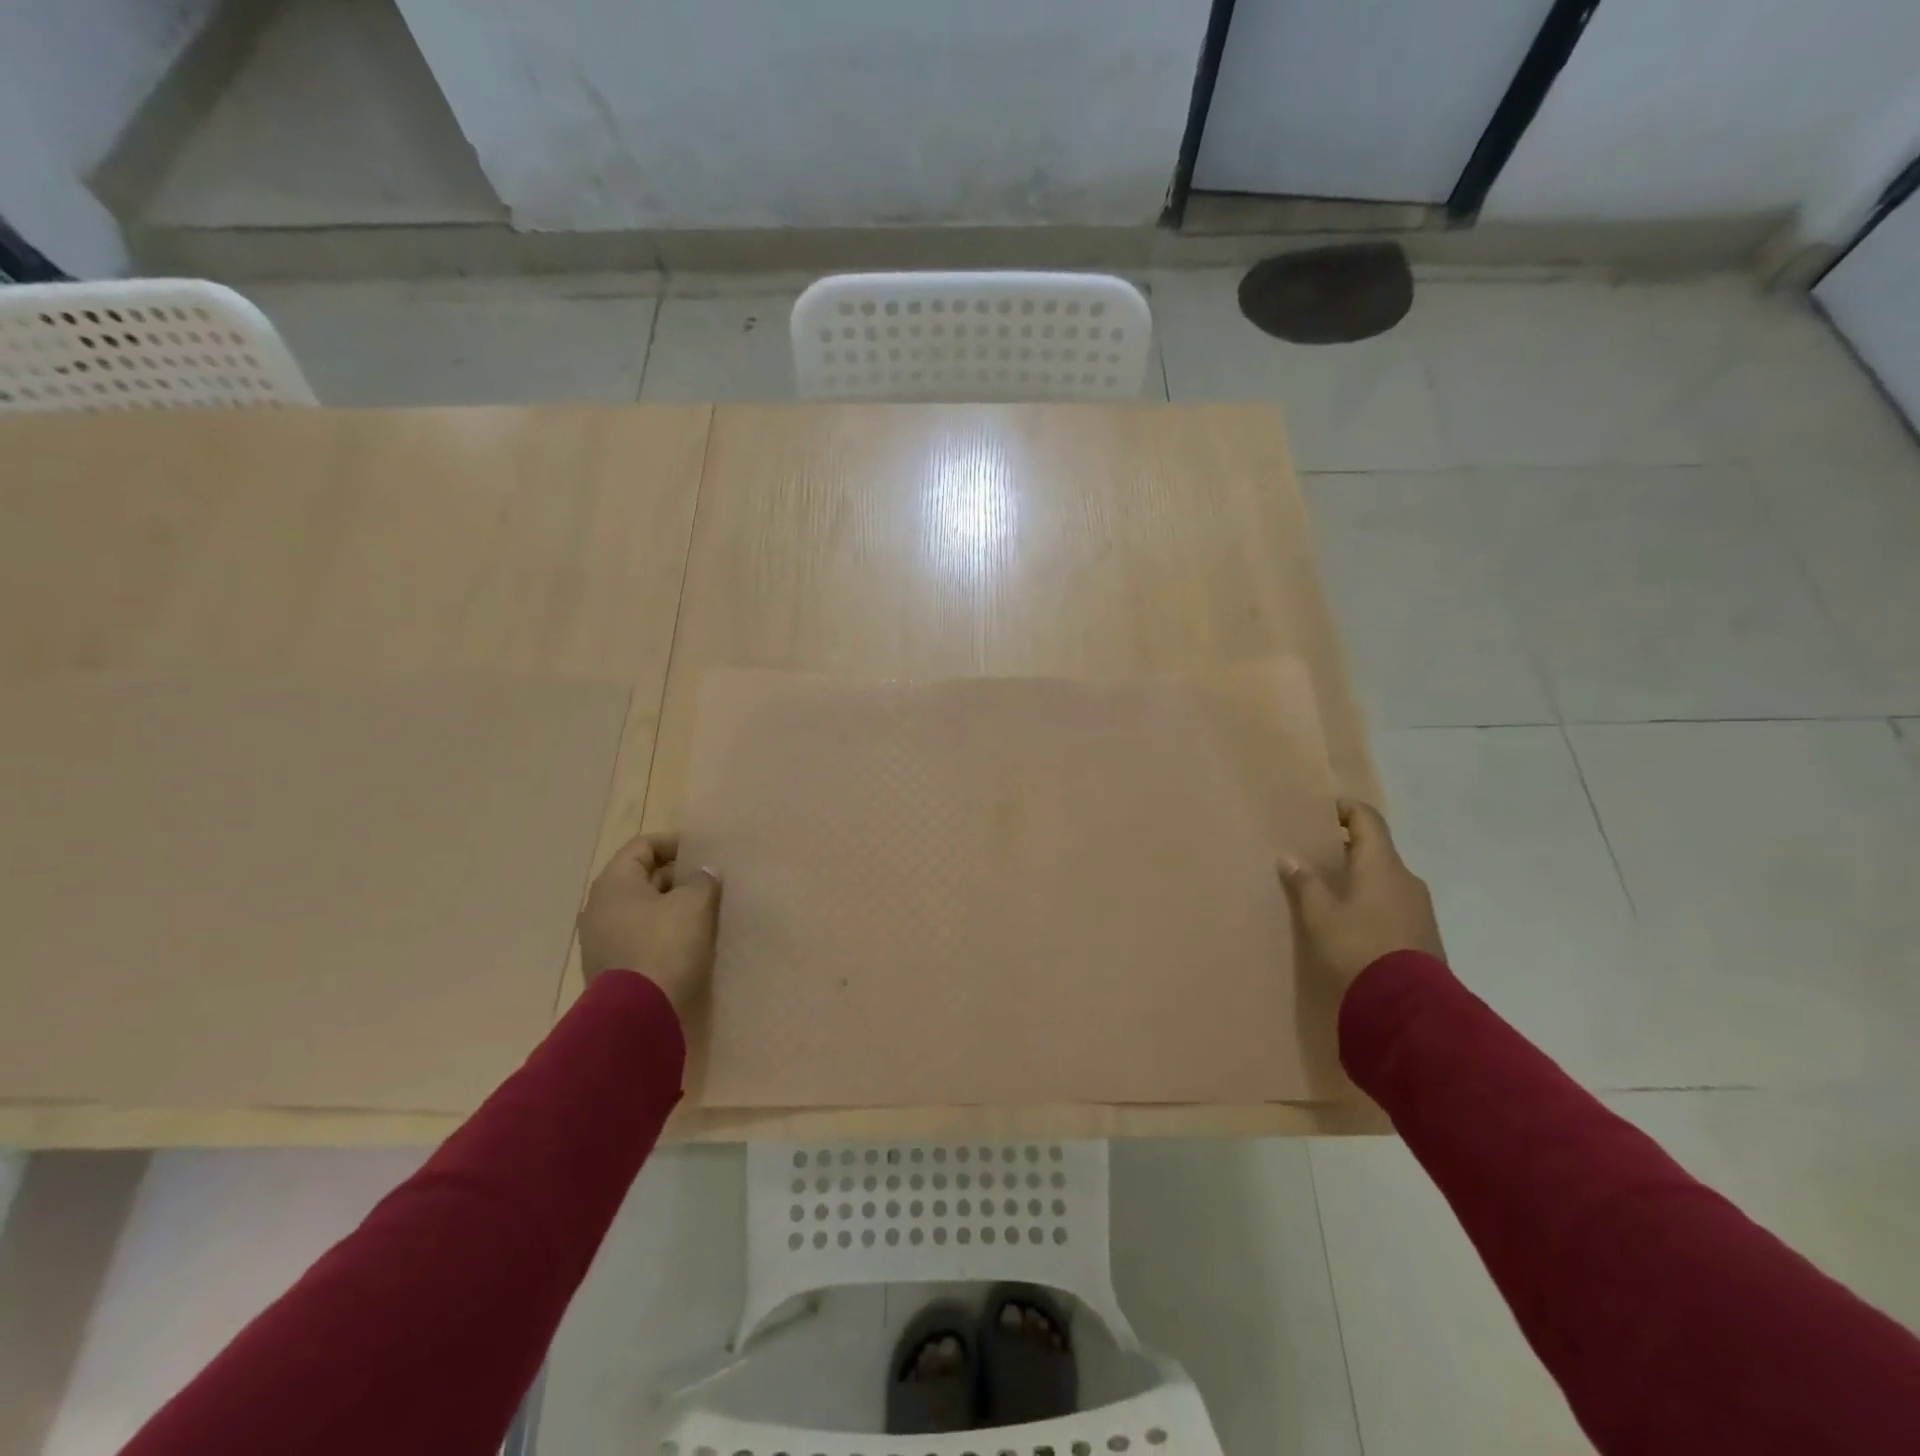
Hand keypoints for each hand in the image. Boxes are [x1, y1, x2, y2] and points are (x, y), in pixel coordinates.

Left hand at [577, 831, 721, 1014]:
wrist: (637, 1015)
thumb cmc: (664, 945)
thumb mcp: (694, 905)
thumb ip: (702, 881)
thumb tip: (704, 872)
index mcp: (614, 883)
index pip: (643, 846)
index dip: (674, 844)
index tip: (703, 852)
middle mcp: (600, 907)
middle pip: (641, 878)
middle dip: (676, 877)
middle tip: (709, 882)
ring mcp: (602, 940)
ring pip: (642, 910)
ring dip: (671, 907)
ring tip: (704, 911)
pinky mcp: (611, 968)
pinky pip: (640, 937)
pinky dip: (662, 932)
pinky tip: (689, 941)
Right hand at [1280, 800, 1442, 997]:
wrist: (1408, 1005)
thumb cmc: (1358, 947)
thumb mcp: (1321, 916)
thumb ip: (1305, 884)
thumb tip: (1289, 859)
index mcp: (1381, 865)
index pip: (1368, 820)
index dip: (1347, 809)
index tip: (1326, 808)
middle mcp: (1406, 878)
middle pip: (1377, 849)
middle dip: (1349, 847)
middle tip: (1318, 852)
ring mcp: (1419, 906)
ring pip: (1386, 878)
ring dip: (1361, 875)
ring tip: (1333, 888)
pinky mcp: (1423, 932)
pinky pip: (1394, 902)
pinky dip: (1373, 899)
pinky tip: (1354, 918)